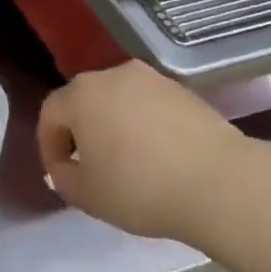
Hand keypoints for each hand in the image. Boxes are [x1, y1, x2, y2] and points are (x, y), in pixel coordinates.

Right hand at [37, 61, 250, 242]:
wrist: (220, 182)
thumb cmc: (141, 188)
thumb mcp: (88, 196)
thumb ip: (63, 179)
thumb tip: (64, 169)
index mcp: (79, 95)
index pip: (50, 114)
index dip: (50, 146)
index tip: (62, 175)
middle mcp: (109, 75)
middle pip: (83, 101)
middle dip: (81, 132)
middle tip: (91, 166)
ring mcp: (149, 79)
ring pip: (117, 100)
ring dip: (114, 125)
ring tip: (128, 161)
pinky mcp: (181, 90)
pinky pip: (149, 105)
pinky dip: (145, 125)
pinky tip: (159, 156)